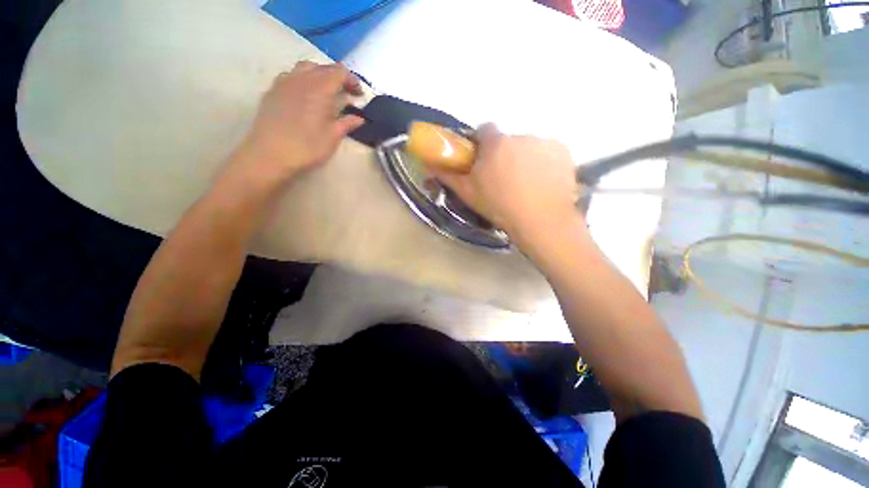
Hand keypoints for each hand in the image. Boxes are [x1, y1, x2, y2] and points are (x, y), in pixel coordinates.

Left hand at [232, 61, 364, 183]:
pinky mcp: (272, 91)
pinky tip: (304, 96)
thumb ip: (347, 124)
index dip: (352, 81)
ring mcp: (284, 82)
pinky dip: (303, 80)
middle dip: (338, 77)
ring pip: (305, 68)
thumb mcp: (333, 137)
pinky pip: (290, 76)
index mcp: (319, 88)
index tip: (359, 95)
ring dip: (319, 75)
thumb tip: (359, 118)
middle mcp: (301, 79)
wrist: (270, 154)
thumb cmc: (307, 146)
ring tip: (325, 92)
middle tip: (345, 94)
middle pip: (323, 67)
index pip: (339, 72)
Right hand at [433, 124, 582, 247]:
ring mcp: (544, 142)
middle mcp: (520, 136)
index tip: (482, 161)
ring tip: (526, 185)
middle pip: (507, 141)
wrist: (541, 221)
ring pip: (528, 147)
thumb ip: (448, 175)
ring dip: (524, 159)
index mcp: (495, 144)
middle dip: (503, 155)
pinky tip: (543, 183)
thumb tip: (428, 164)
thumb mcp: (468, 194)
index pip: (484, 130)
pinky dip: (544, 163)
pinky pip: (548, 152)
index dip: (481, 144)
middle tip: (503, 179)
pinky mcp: (563, 151)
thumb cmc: (500, 207)